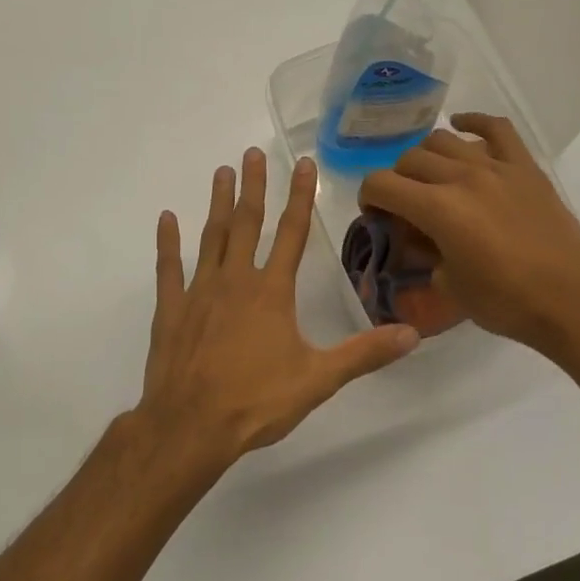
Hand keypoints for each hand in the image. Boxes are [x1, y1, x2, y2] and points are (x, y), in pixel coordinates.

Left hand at [139, 148, 420, 461]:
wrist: (190, 426)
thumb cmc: (256, 402)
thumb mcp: (318, 380)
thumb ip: (364, 354)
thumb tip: (413, 334)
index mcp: (271, 292)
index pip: (292, 234)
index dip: (299, 197)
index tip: (303, 163)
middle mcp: (235, 281)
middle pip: (247, 224)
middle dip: (253, 187)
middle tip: (251, 153)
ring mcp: (199, 292)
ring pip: (211, 237)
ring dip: (218, 204)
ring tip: (222, 172)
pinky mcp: (171, 309)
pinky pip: (169, 268)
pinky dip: (168, 242)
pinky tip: (166, 219)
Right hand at [359, 114, 579, 359]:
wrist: (573, 301)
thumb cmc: (507, 302)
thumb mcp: (448, 287)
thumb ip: (425, 254)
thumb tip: (420, 239)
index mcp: (438, 208)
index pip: (381, 184)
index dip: (368, 198)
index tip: (376, 215)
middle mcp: (462, 177)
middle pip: (410, 159)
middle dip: (397, 181)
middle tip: (405, 206)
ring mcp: (496, 167)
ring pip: (444, 140)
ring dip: (427, 156)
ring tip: (432, 177)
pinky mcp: (525, 168)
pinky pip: (496, 128)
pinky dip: (473, 122)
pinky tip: (462, 128)